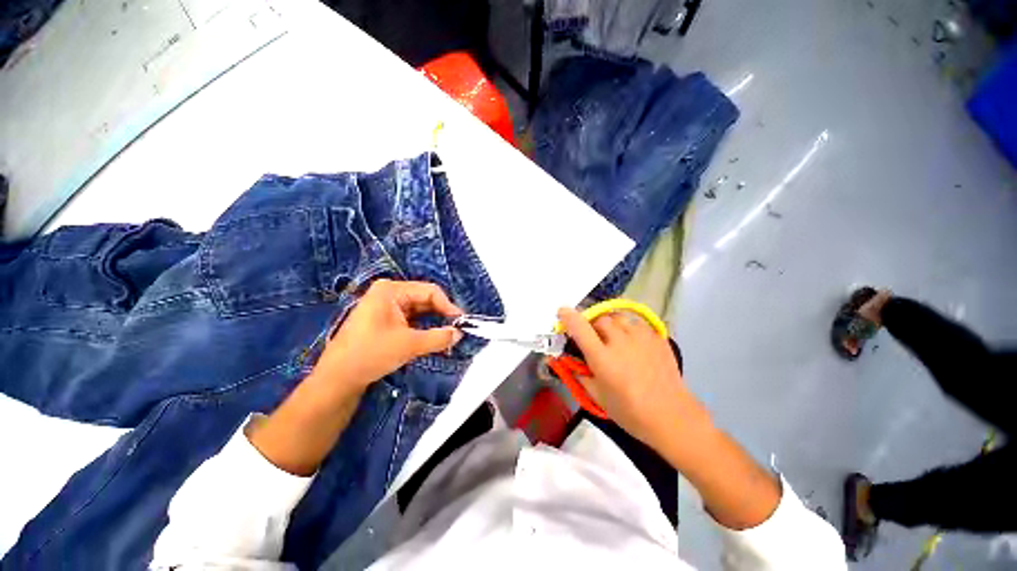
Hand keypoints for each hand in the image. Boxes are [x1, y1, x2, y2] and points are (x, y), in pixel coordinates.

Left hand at [315, 279, 463, 393]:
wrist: (337, 379)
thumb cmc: (370, 354)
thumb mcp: (409, 345)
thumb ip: (438, 337)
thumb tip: (460, 334)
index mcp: (392, 290)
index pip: (429, 291)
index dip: (448, 306)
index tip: (461, 322)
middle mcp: (390, 293)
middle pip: (425, 299)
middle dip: (441, 315)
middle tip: (456, 331)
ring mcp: (387, 306)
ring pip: (420, 310)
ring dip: (434, 323)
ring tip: (448, 336)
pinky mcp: (386, 320)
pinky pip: (412, 319)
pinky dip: (424, 328)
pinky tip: (434, 338)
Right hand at [558, 307, 780, 529]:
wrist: (673, 417)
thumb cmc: (631, 412)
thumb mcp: (598, 398)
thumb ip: (580, 375)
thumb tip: (567, 361)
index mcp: (603, 358)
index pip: (580, 328)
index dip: (568, 317)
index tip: (562, 312)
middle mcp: (620, 342)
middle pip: (600, 319)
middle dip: (593, 325)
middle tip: (594, 337)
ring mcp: (641, 338)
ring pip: (619, 318)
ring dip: (611, 324)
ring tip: (614, 337)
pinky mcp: (657, 338)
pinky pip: (637, 324)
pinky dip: (629, 329)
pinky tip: (632, 343)